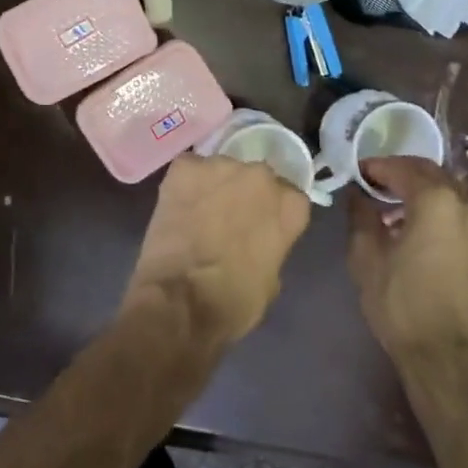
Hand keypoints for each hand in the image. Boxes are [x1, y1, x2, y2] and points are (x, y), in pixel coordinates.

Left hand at [124, 153, 311, 347]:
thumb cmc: (234, 301)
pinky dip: (184, 184)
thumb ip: (272, 246)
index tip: (259, 227)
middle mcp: (261, 175)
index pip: (289, 197)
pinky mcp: (185, 167)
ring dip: (214, 187)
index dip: (272, 213)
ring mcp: (221, 166)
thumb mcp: (271, 280)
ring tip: (197, 213)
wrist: (181, 299)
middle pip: (255, 179)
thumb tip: (258, 240)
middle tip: (227, 220)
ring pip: (221, 171)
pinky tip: (177, 206)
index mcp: (290, 205)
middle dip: (244, 195)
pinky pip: (188, 169)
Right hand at [348, 158, 467, 371]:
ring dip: (425, 193)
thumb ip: (361, 216)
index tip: (358, 173)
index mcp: (436, 201)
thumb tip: (359, 196)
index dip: (377, 167)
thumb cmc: (402, 304)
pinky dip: (442, 212)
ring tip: (397, 210)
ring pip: (452, 193)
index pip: (403, 169)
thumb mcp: (366, 258)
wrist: (449, 357)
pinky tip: (422, 231)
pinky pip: (464, 215)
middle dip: (403, 174)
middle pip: (433, 174)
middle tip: (377, 184)